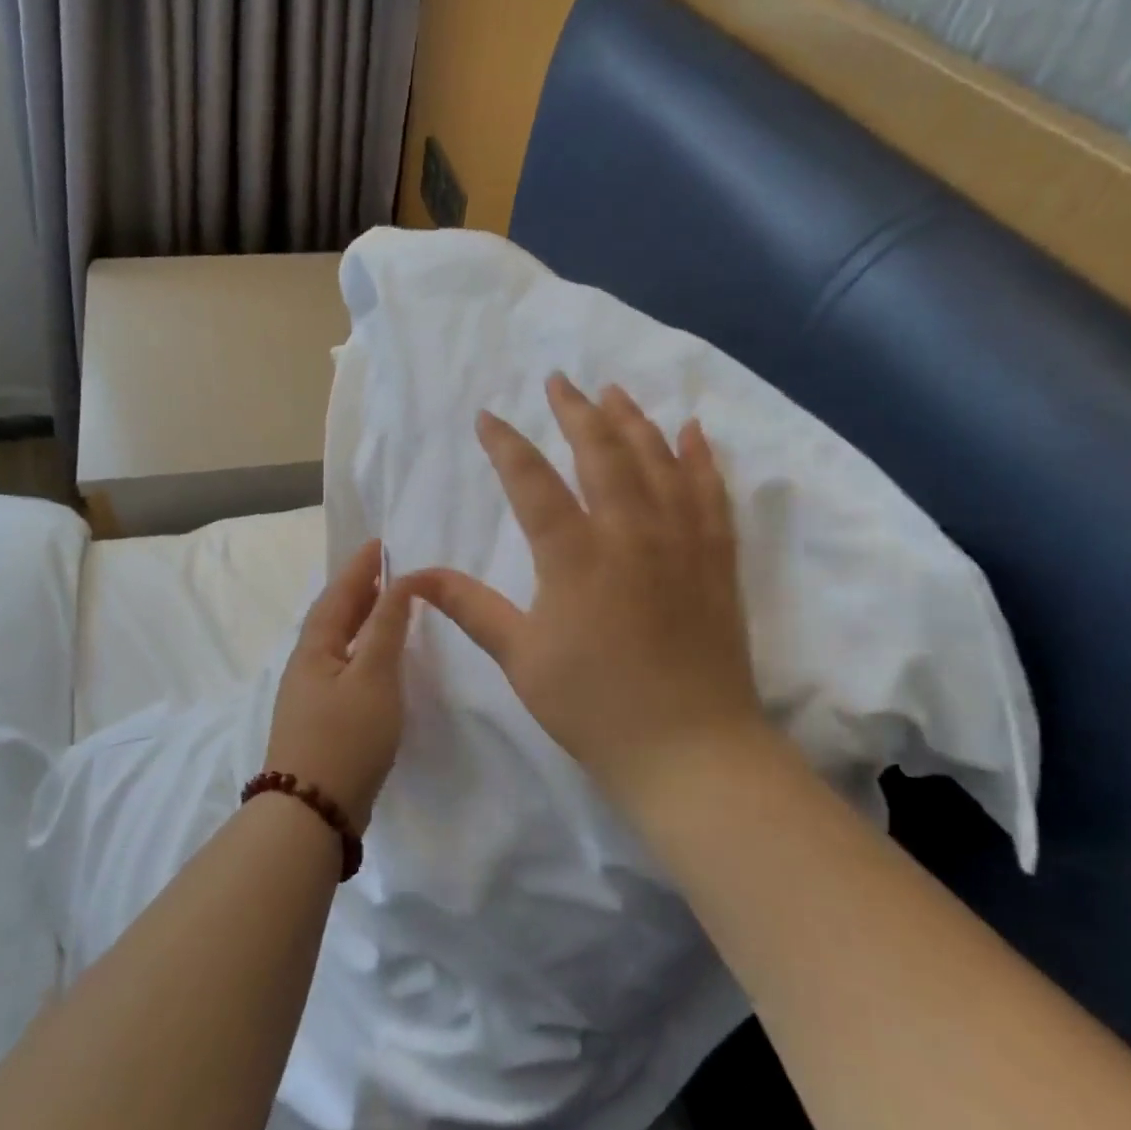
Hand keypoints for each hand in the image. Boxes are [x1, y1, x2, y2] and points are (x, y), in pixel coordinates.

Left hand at [264, 540, 415, 828]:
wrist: (312, 811)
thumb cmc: (346, 736)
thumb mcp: (374, 676)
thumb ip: (387, 627)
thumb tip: (399, 581)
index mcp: (316, 646)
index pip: (340, 593)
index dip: (360, 567)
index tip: (379, 542)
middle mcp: (308, 663)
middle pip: (335, 614)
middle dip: (359, 588)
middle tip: (386, 567)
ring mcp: (311, 693)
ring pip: (339, 641)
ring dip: (361, 617)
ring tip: (387, 604)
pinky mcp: (322, 718)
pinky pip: (344, 665)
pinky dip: (363, 648)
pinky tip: (379, 658)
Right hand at [410, 375, 770, 810]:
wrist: (689, 749)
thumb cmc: (593, 706)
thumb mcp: (520, 657)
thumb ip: (470, 607)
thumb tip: (414, 575)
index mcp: (574, 556)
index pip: (532, 482)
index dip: (506, 445)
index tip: (487, 416)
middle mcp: (630, 533)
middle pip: (601, 452)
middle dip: (576, 411)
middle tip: (559, 381)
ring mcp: (680, 541)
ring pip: (657, 460)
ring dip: (633, 420)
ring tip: (614, 391)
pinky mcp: (716, 558)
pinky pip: (711, 492)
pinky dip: (700, 457)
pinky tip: (692, 430)